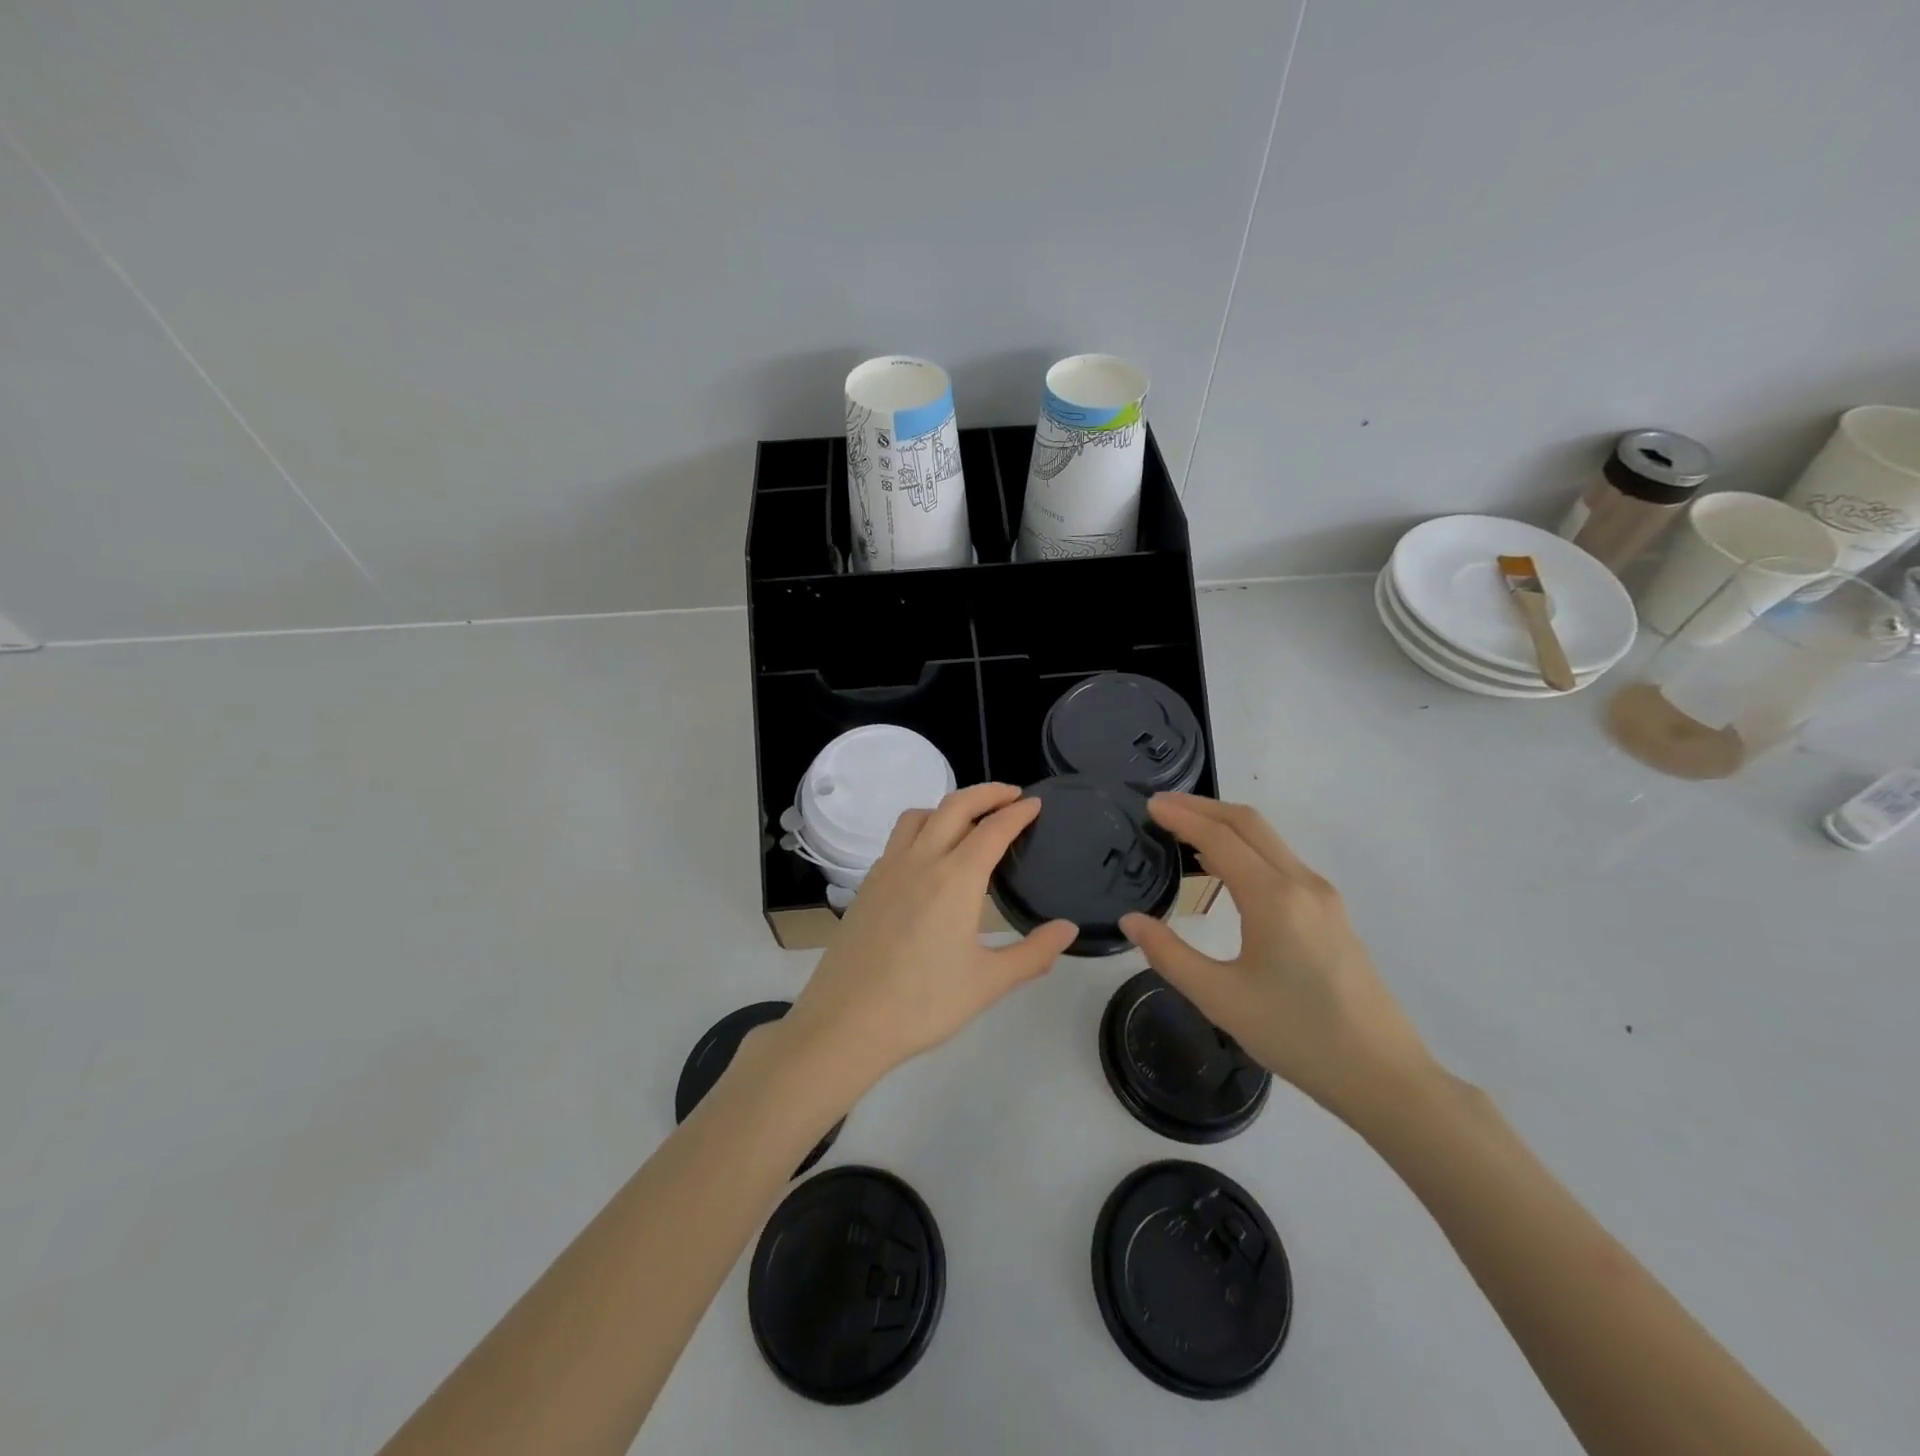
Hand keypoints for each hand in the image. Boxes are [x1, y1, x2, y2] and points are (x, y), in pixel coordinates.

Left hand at [782, 783, 1077, 1096]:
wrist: (846, 1022)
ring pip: (919, 816)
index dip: (1018, 813)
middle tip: (1011, 795)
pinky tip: (928, 858)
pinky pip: (898, 840)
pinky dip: (921, 830)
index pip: (993, 829)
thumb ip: (1033, 953)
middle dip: (986, 793)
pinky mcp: (867, 885)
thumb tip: (1068, 929)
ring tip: (968, 820)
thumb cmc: (923, 1003)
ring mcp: (888, 870)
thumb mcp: (988, 983)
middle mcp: (920, 861)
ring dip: (948, 806)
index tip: (1036, 803)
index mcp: (955, 878)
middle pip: (955, 806)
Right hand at [1120, 794, 1435, 1119]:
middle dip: (1202, 807)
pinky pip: (1281, 861)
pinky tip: (1224, 867)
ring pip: (1268, 840)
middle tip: (1161, 806)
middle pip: (1248, 823)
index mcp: (1274, 898)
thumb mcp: (1220, 999)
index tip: (1149, 805)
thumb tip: (1131, 920)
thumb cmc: (1296, 1036)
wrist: (1382, 1075)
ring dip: (1225, 825)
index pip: (1219, 838)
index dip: (1182, 817)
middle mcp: (1302, 884)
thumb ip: (1169, 955)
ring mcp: (1322, 896)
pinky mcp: (1331, 912)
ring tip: (1184, 830)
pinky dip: (1245, 847)